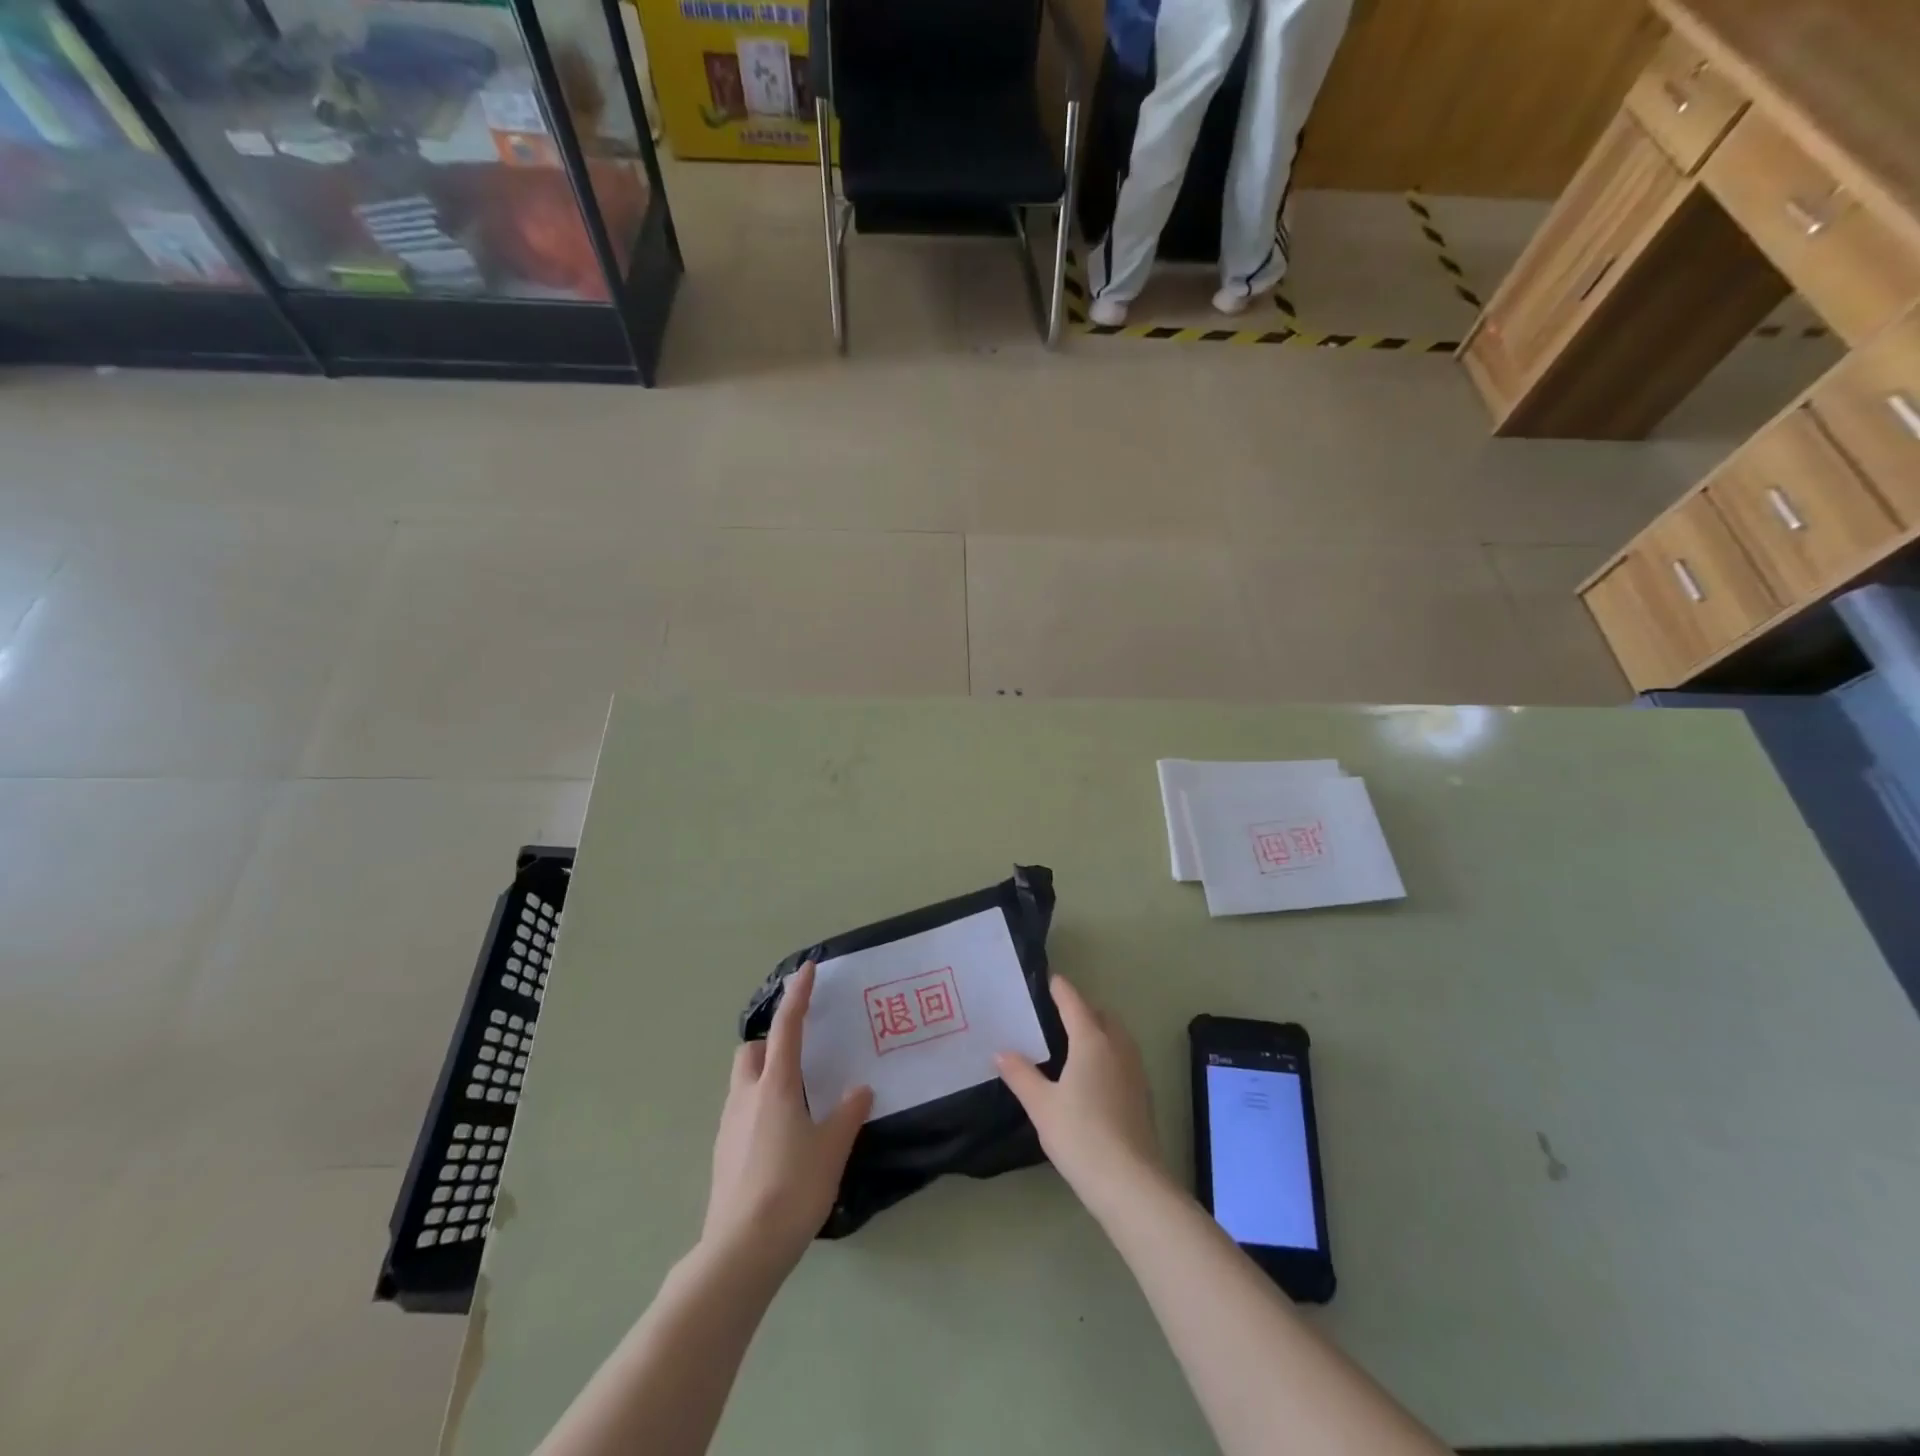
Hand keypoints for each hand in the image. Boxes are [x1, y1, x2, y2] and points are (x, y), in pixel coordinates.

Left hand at [704, 962, 872, 1271]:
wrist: (741, 1250)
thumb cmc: (792, 1189)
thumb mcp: (831, 1150)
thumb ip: (847, 1114)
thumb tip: (860, 1090)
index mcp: (776, 1086)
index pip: (787, 1027)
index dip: (798, 995)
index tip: (806, 970)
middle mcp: (746, 1096)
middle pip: (751, 1052)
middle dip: (771, 1044)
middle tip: (800, 1060)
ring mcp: (728, 1126)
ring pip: (743, 1083)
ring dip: (764, 1078)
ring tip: (796, 1103)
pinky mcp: (722, 1153)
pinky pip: (740, 1113)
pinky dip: (758, 1109)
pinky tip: (780, 1140)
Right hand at [996, 977, 1163, 1211]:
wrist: (1130, 1183)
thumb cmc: (1080, 1135)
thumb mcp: (1041, 1105)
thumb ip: (1020, 1074)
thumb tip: (1001, 1052)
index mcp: (1091, 1040)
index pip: (1073, 1002)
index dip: (1060, 989)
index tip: (1048, 980)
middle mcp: (1117, 1047)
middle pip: (1100, 1015)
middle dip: (1081, 1009)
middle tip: (1056, 1016)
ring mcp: (1135, 1070)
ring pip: (1116, 1036)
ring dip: (1098, 1030)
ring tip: (1073, 1044)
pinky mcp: (1143, 1094)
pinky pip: (1123, 1057)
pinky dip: (1108, 1053)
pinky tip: (1093, 1077)